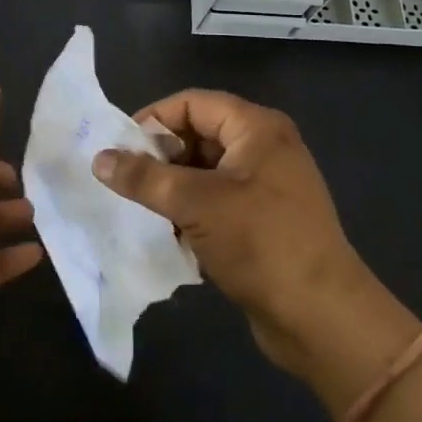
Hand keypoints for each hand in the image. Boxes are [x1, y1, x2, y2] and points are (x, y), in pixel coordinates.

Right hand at [94, 89, 406, 382]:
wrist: (322, 318)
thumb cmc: (261, 244)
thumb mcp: (195, 204)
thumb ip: (144, 178)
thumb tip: (99, 158)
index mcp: (256, 128)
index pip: (192, 103)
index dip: (153, 120)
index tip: (119, 150)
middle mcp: (264, 147)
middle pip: (198, 134)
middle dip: (160, 157)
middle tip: (125, 183)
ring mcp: (266, 185)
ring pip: (204, 171)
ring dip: (172, 188)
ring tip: (141, 210)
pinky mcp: (263, 219)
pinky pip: (216, 200)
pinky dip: (191, 211)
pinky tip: (170, 234)